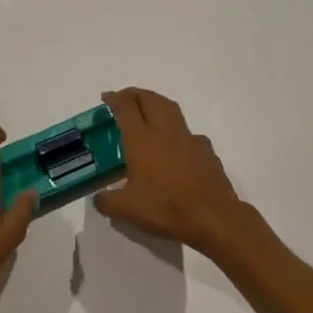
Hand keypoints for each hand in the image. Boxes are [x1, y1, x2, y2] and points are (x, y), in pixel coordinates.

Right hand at [94, 88, 252, 256]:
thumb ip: (107, 202)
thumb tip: (99, 198)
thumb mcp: (127, 210)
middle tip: (125, 98)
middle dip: (136, 94)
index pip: (126, 107)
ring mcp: (189, 139)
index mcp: (141, 140)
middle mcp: (165, 132)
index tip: (106, 98)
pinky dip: (176, 131)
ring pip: (171, 109)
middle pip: (150, 99)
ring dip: (156, 104)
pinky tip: (175, 147)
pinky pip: (188, 133)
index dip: (115, 98)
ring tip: (148, 112)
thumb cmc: (166, 208)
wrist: (213, 217)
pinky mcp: (206, 150)